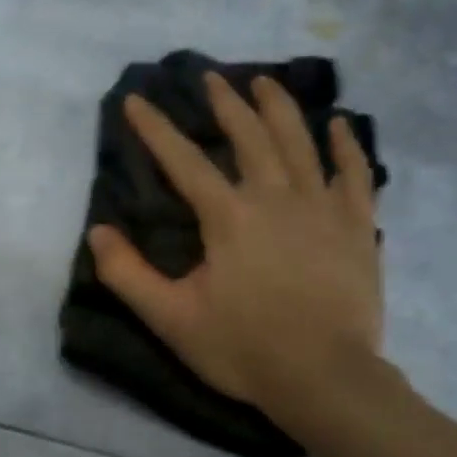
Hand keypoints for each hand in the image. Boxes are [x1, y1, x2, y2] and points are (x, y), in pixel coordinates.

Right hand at [86, 72, 382, 415]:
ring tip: (266, 82)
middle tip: (212, 79)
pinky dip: (347, 147)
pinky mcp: (358, 226)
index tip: (136, 100)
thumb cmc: (244, 348)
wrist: (325, 377)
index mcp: (229, 216)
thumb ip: (129, 275)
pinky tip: (340, 125)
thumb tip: (97, 232)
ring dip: (280, 108)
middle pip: (249, 136)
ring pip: (300, 143)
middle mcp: (276, 197)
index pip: (183, 160)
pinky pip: (354, 174)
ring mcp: (323, 208)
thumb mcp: (172, 318)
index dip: (155, 129)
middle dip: (227, 104)